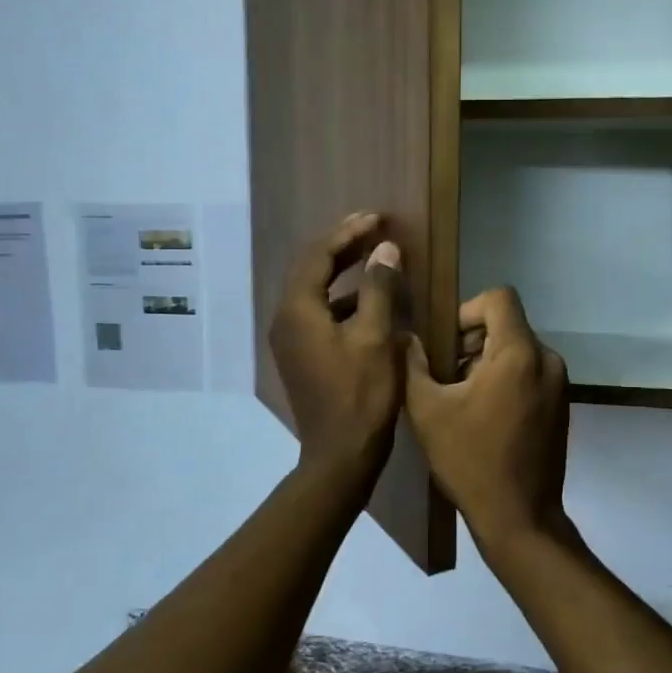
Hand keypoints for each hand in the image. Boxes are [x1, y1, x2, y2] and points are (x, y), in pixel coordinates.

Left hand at [270, 213, 403, 483]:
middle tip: (374, 226)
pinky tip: (370, 299)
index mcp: (298, 310)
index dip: (348, 232)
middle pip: (312, 268)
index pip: (319, 255)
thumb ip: (379, 288)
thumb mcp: (376, 338)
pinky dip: (343, 298)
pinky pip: (320, 311)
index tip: (377, 217)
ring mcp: (291, 339)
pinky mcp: (303, 354)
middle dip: (343, 245)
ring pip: (316, 290)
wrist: (340, 455)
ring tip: (374, 255)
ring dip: (343, 270)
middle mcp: (286, 319)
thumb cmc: (361, 396)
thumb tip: (384, 249)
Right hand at [404, 287, 577, 562]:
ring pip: (518, 349)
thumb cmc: (470, 461)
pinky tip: (483, 414)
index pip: (499, 298)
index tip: (446, 343)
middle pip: (507, 324)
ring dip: (487, 361)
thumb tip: (405, 338)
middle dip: (472, 340)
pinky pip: (530, 372)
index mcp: (519, 353)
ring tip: (460, 397)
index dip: (467, 310)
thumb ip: (413, 365)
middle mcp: (547, 360)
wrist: (519, 518)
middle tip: (445, 373)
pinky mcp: (561, 405)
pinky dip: (506, 379)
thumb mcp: (428, 411)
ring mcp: (559, 384)